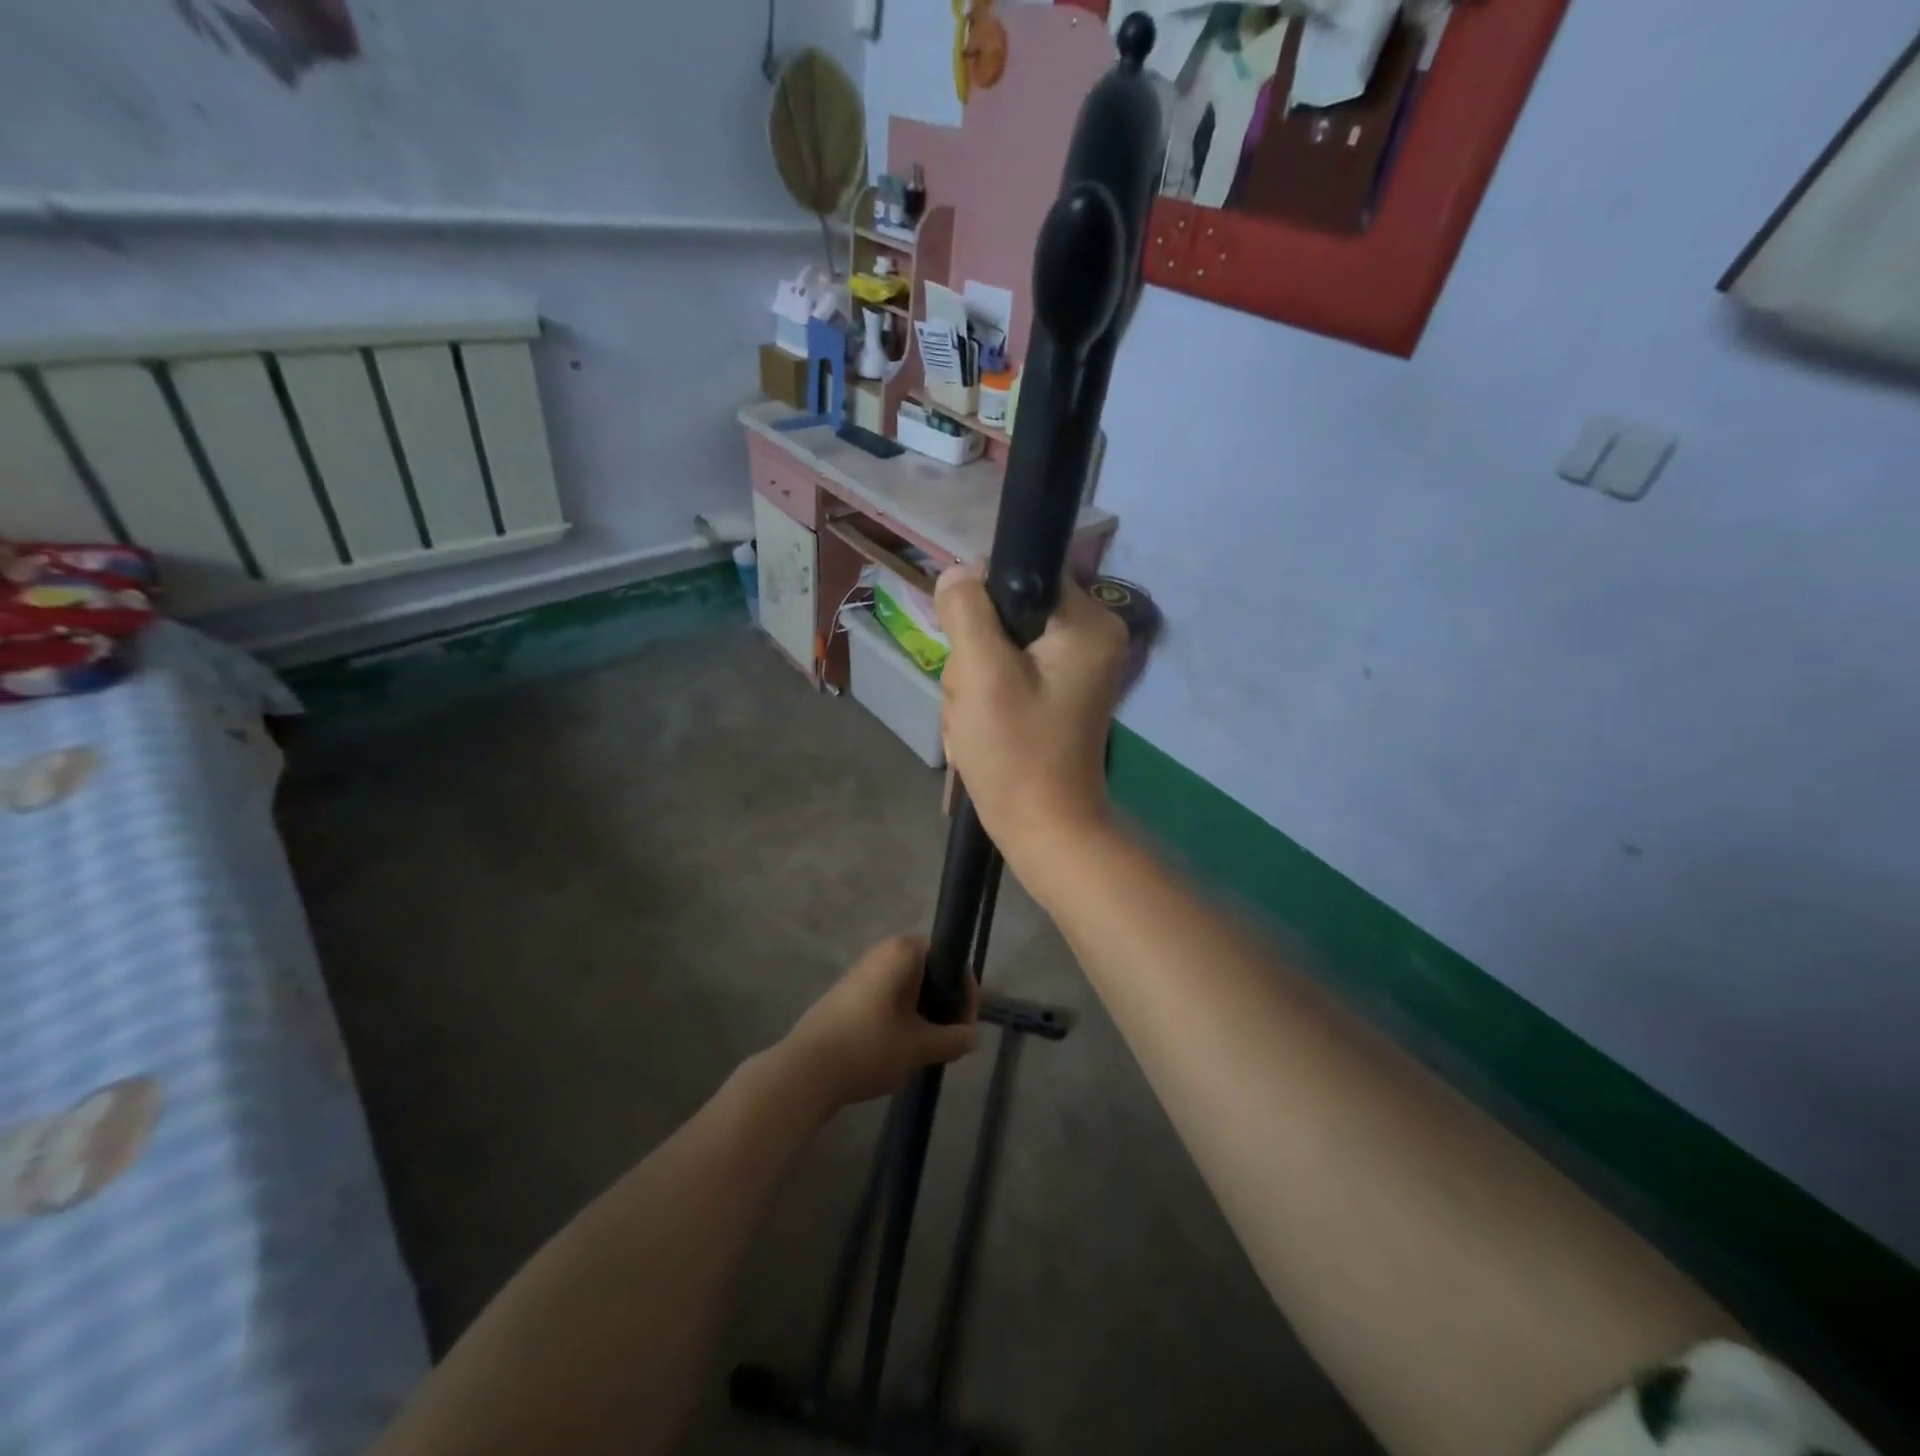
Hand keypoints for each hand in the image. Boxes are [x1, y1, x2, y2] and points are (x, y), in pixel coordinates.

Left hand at [779, 936, 980, 1110]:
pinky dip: (902, 1017)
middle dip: (945, 1005)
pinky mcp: (848, 993)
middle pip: (931, 972)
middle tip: (949, 1042)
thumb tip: (973, 1036)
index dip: (965, 993)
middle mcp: (884, 951)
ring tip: (926, 1050)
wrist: (806, 1070)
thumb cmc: (871, 1047)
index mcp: (904, 951)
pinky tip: (899, 1050)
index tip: (966, 1028)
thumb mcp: (921, 1047)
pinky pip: (889, 997)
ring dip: (924, 1014)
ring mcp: (863, 971)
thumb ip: (955, 1039)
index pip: (951, 959)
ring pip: (909, 987)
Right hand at [934, 565, 1129, 867]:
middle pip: (1007, 613)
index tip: (970, 650)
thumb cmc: (1016, 753)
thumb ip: (968, 611)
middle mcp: (1091, 637)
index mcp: (1087, 623)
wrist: (1044, 830)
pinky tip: (982, 730)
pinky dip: (986, 700)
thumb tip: (959, 570)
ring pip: (999, 647)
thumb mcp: (981, 674)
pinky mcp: (1058, 693)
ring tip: (975, 723)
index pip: (1023, 572)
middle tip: (974, 701)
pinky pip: (1007, 674)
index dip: (983, 605)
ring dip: (974, 684)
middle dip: (975, 657)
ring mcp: (1075, 668)